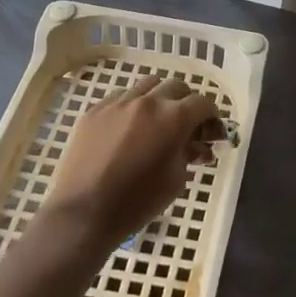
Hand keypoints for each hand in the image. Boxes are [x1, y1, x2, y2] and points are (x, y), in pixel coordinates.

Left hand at [44, 74, 220, 250]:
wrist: (83, 212)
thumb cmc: (137, 201)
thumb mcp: (176, 179)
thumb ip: (189, 153)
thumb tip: (197, 144)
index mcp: (174, 118)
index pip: (203, 103)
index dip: (211, 115)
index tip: (210, 129)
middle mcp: (148, 101)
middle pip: (177, 86)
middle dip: (187, 102)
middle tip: (186, 123)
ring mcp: (119, 103)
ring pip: (148, 84)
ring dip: (159, 97)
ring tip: (157, 118)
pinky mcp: (95, 110)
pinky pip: (121, 96)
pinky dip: (133, 104)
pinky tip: (129, 126)